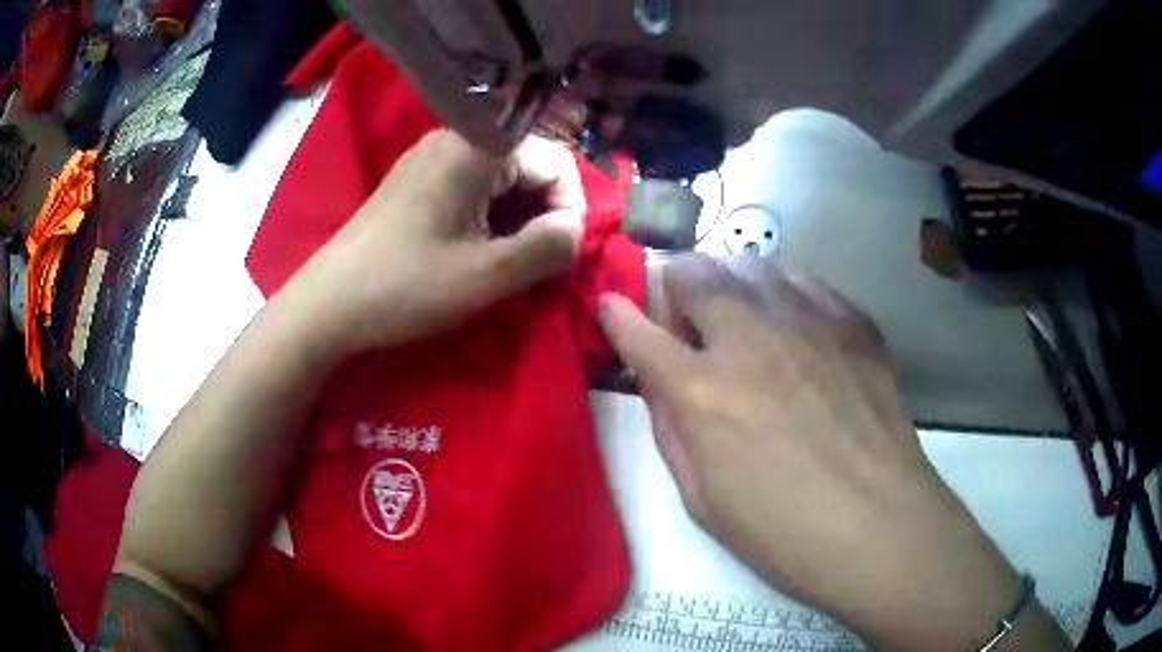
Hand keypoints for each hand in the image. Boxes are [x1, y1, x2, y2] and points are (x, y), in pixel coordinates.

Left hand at [275, 129, 584, 356]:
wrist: (329, 303)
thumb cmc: (405, 287)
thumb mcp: (486, 275)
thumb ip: (548, 247)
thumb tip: (576, 228)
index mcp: (478, 147)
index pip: (558, 162)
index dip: (568, 209)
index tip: (555, 256)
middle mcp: (458, 137)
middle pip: (531, 164)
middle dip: (543, 214)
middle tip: (532, 265)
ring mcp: (433, 155)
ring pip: (504, 177)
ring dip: (517, 219)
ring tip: (503, 263)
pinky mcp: (419, 178)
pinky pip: (475, 185)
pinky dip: (490, 216)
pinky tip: (475, 250)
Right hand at [598, 254, 1067, 650]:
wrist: (879, 527)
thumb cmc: (781, 532)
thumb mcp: (701, 500)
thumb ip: (672, 430)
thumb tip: (660, 382)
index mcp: (701, 391)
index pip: (637, 332)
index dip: (615, 315)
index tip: (609, 307)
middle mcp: (749, 339)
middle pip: (693, 272)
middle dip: (674, 288)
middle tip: (687, 324)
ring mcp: (807, 323)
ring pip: (749, 263)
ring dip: (730, 283)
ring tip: (741, 318)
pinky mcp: (852, 324)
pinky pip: (807, 280)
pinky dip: (786, 290)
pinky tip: (794, 322)